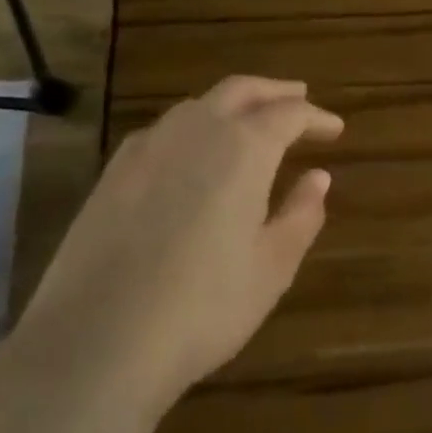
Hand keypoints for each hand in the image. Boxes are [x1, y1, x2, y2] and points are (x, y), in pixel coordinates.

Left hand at [12, 76, 341, 404]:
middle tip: (300, 97)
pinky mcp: (111, 174)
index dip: (316, 117)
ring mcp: (145, 149)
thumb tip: (318, 178)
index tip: (335, 128)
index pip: (288, 114)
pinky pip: (163, 131)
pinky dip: (193, 127)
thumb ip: (301, 215)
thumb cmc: (204, 306)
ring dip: (231, 105)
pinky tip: (194, 154)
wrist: (96, 341)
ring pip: (197, 106)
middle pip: (239, 90)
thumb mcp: (271, 267)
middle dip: (274, 91)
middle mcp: (193, 132)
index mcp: (242, 148)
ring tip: (250, 123)